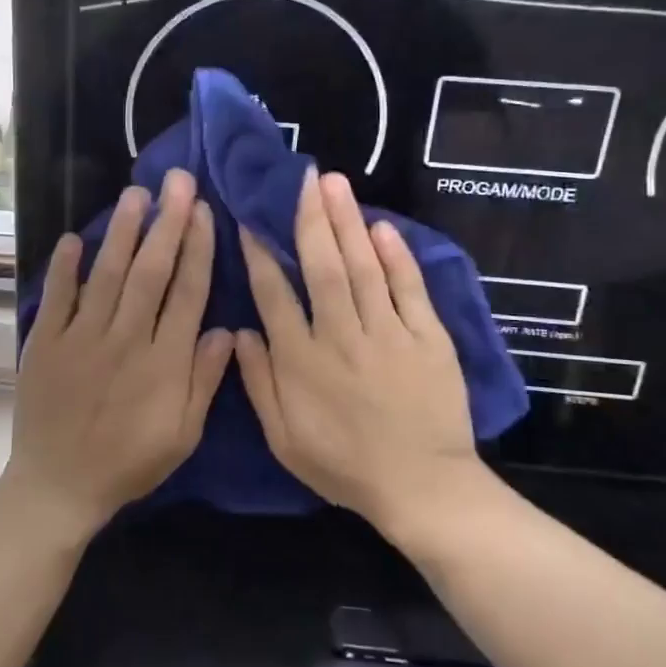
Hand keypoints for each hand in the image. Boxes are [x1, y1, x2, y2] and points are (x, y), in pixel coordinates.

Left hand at [7, 169, 233, 540]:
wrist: (59, 485)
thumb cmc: (129, 461)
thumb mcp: (183, 435)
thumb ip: (204, 381)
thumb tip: (225, 329)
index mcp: (163, 362)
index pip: (186, 293)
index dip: (197, 249)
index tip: (203, 211)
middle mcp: (125, 340)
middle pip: (150, 272)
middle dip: (166, 223)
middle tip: (176, 181)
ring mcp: (82, 338)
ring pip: (107, 275)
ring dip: (123, 232)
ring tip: (136, 194)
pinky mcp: (46, 343)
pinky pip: (57, 297)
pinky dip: (65, 267)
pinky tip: (75, 237)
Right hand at [236, 168, 489, 539]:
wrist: (422, 488)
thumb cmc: (345, 465)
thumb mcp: (284, 439)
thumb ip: (258, 383)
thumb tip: (237, 332)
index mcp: (302, 361)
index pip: (274, 295)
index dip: (260, 254)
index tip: (251, 219)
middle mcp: (341, 337)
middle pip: (322, 268)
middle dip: (310, 219)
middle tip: (304, 178)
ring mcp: (388, 334)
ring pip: (363, 268)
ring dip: (348, 223)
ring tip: (335, 184)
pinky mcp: (428, 338)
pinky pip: (410, 289)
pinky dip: (397, 256)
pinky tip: (382, 226)